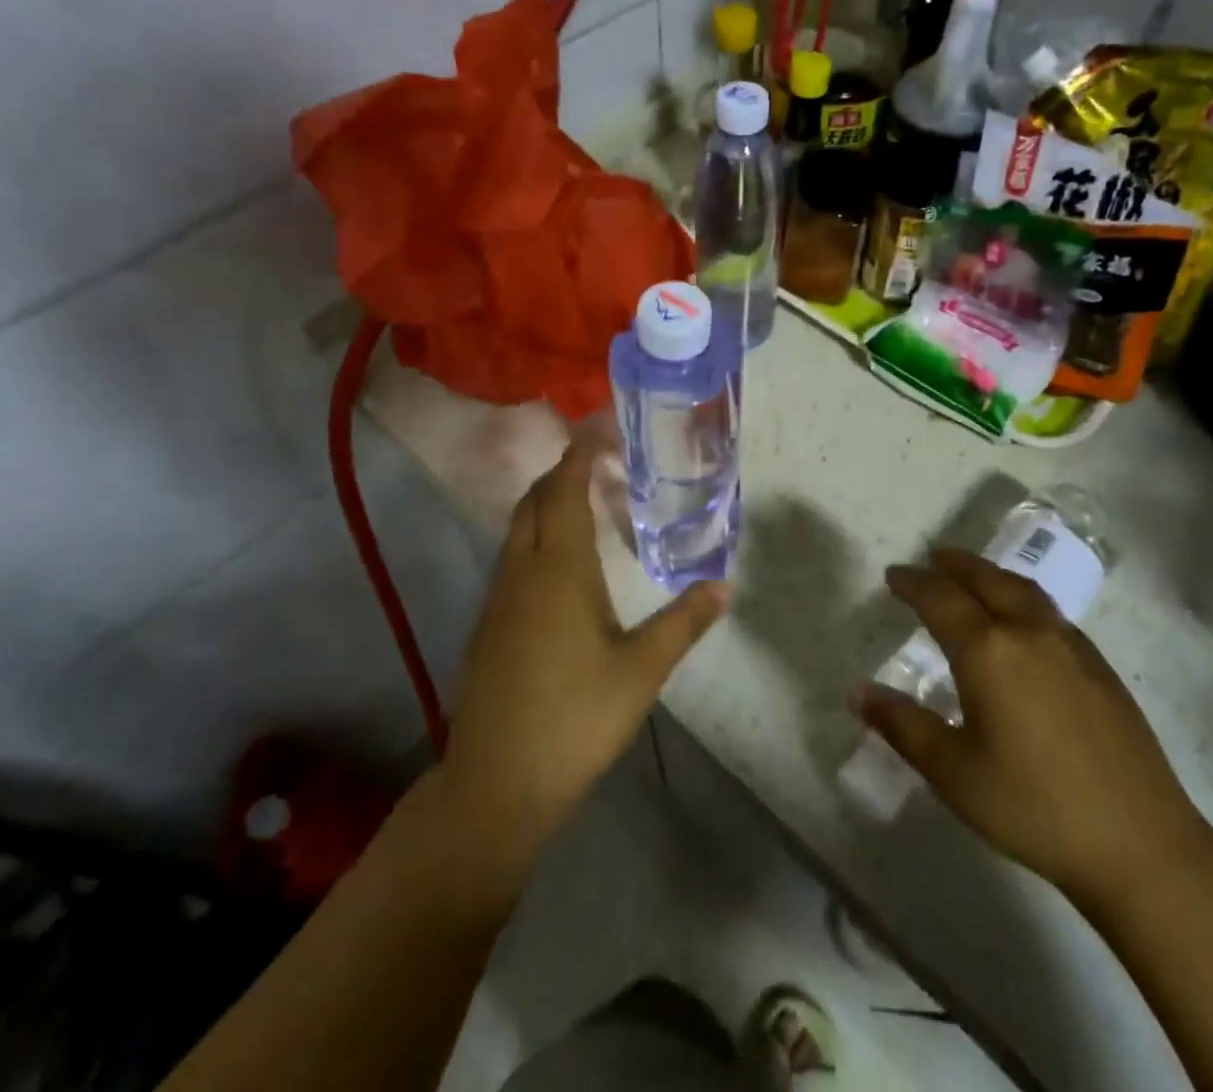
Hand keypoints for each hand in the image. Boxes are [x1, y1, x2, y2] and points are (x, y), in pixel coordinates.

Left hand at [437, 438, 726, 875]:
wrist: (497, 781)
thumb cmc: (576, 717)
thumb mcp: (642, 671)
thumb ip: (684, 623)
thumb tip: (725, 586)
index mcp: (559, 570)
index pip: (563, 492)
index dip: (576, 457)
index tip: (594, 431)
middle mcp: (522, 572)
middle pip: (532, 503)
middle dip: (558, 475)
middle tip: (594, 463)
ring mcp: (498, 600)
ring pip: (516, 531)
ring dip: (543, 506)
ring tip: (580, 504)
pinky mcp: (488, 626)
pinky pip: (511, 560)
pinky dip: (533, 539)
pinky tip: (557, 567)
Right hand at [854, 549, 1212, 908]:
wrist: (1142, 846)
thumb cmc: (1034, 807)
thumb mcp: (953, 772)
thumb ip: (902, 725)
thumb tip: (858, 692)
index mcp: (988, 651)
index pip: (940, 599)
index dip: (912, 583)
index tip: (893, 575)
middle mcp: (1029, 633)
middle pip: (986, 580)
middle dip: (954, 564)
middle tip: (931, 559)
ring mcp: (1071, 646)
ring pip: (1023, 590)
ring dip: (991, 575)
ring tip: (973, 576)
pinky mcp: (1100, 668)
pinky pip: (1050, 612)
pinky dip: (1022, 598)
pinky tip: (1023, 622)